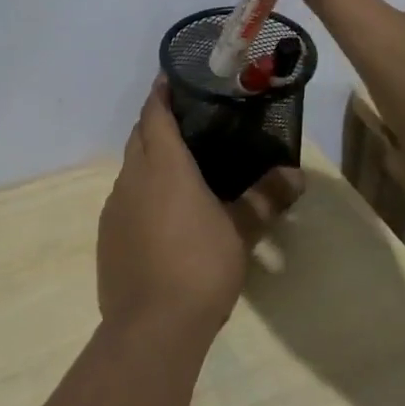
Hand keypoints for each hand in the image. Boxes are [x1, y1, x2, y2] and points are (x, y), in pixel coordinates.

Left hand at [97, 79, 302, 345]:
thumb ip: (266, 199)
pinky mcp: (106, 235)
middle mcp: (132, 176)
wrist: (151, 326)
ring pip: (129, 167)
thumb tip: (297, 175)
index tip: (171, 79)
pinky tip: (160, 212)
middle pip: (139, 135)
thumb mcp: (240, 231)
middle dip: (155, 122)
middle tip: (185, 120)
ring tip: (177, 165)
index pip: (155, 113)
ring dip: (147, 158)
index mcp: (163, 164)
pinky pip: (123, 198)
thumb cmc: (200, 266)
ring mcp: (114, 206)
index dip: (161, 93)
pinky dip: (140, 191)